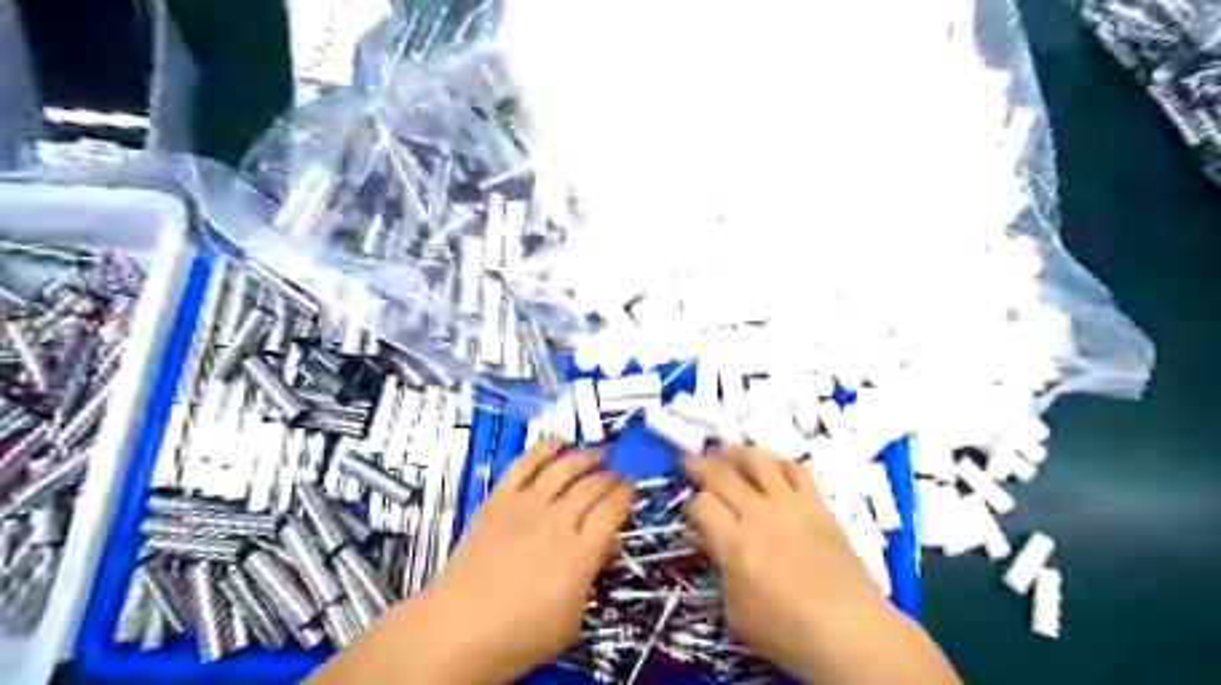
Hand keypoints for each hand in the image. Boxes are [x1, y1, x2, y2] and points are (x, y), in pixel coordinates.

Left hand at [415, 441, 632, 681]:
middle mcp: (555, 522)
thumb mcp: (572, 617)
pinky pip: (523, 466)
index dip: (626, 493)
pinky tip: (557, 441)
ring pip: (561, 470)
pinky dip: (542, 450)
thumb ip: (593, 574)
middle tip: (619, 471)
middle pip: (591, 486)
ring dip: (584, 456)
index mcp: (578, 554)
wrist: (458, 629)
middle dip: (610, 475)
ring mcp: (524, 507)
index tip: (632, 486)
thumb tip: (609, 545)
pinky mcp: (498, 501)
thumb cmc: (520, 633)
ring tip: (598, 450)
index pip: (612, 510)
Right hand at [678, 447, 887, 675]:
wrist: (852, 633)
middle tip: (689, 462)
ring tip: (724, 450)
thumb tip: (703, 538)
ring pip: (759, 461)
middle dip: (700, 465)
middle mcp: (760, 514)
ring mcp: (791, 505)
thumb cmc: (788, 632)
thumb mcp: (737, 611)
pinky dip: (779, 463)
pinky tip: (770, 466)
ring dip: (736, 452)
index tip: (691, 516)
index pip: (701, 505)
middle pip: (722, 474)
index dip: (690, 506)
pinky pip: (796, 470)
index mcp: (736, 544)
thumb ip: (718, 568)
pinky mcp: (818, 505)